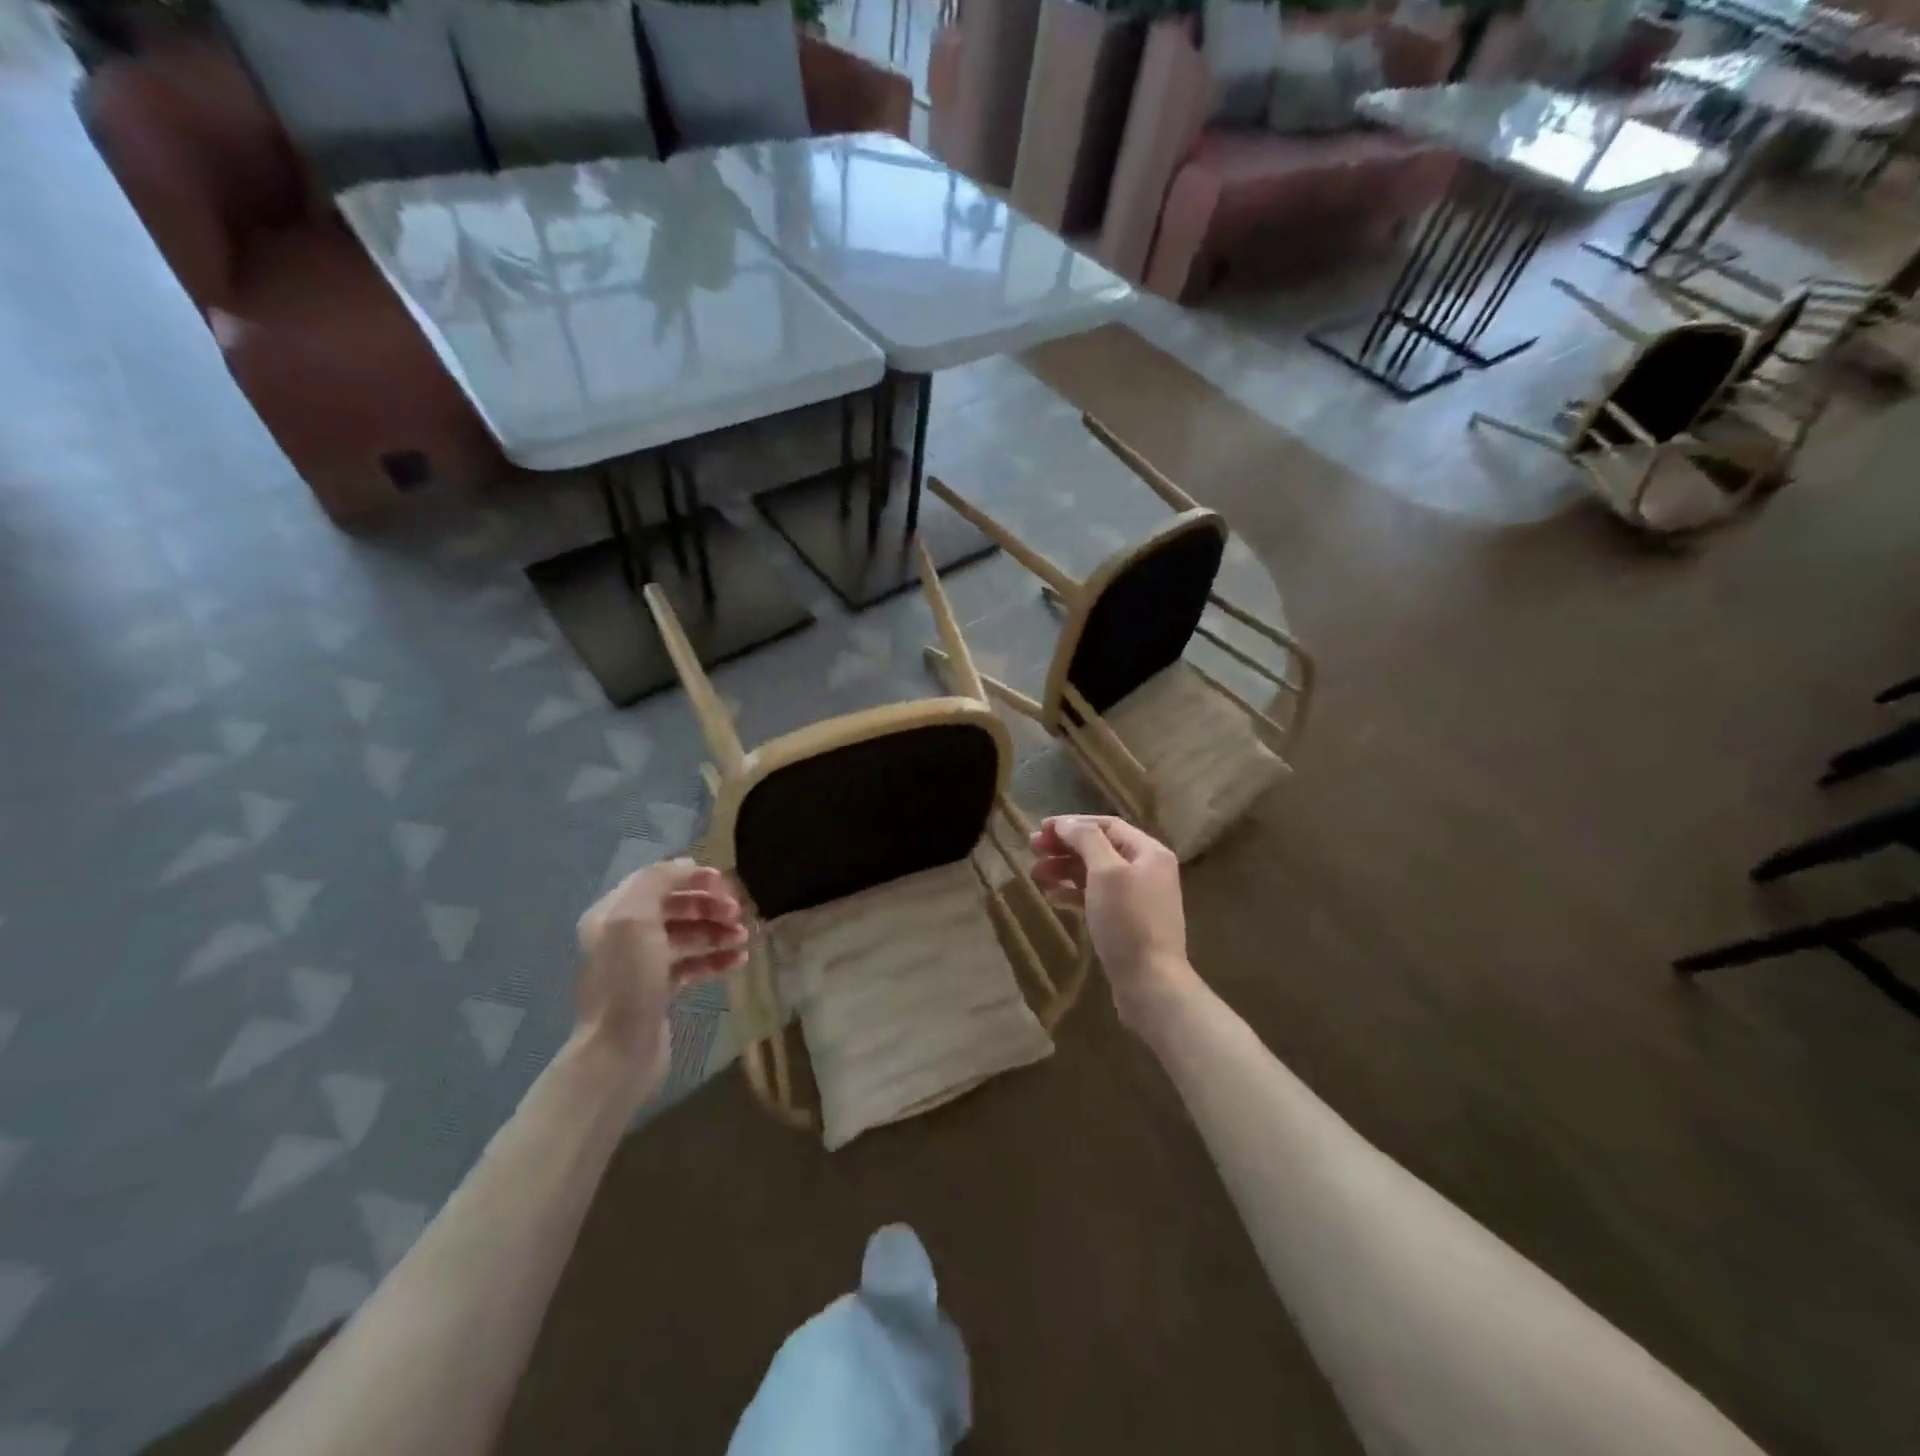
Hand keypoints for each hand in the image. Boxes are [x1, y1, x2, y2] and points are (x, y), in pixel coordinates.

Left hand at [575, 860, 748, 1098]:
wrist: (618, 1051)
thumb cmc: (628, 980)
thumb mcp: (636, 918)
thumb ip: (658, 881)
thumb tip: (687, 864)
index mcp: (613, 913)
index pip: (656, 880)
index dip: (691, 877)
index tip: (724, 883)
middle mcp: (624, 935)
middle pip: (674, 907)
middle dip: (708, 906)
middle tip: (738, 913)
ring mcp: (641, 965)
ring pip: (686, 936)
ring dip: (716, 931)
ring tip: (743, 938)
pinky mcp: (657, 991)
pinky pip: (691, 965)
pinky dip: (714, 959)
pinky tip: (738, 961)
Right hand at [1030, 816, 1198, 1032]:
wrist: (1151, 983)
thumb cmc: (1128, 921)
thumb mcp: (1106, 872)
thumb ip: (1086, 840)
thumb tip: (1066, 823)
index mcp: (1149, 852)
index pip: (1106, 825)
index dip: (1072, 823)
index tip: (1040, 829)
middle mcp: (1147, 870)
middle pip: (1100, 847)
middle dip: (1065, 846)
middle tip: (1033, 849)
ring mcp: (1138, 897)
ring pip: (1096, 873)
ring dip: (1065, 869)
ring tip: (1037, 874)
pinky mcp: (1127, 922)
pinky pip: (1097, 897)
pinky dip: (1074, 893)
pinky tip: (1053, 898)